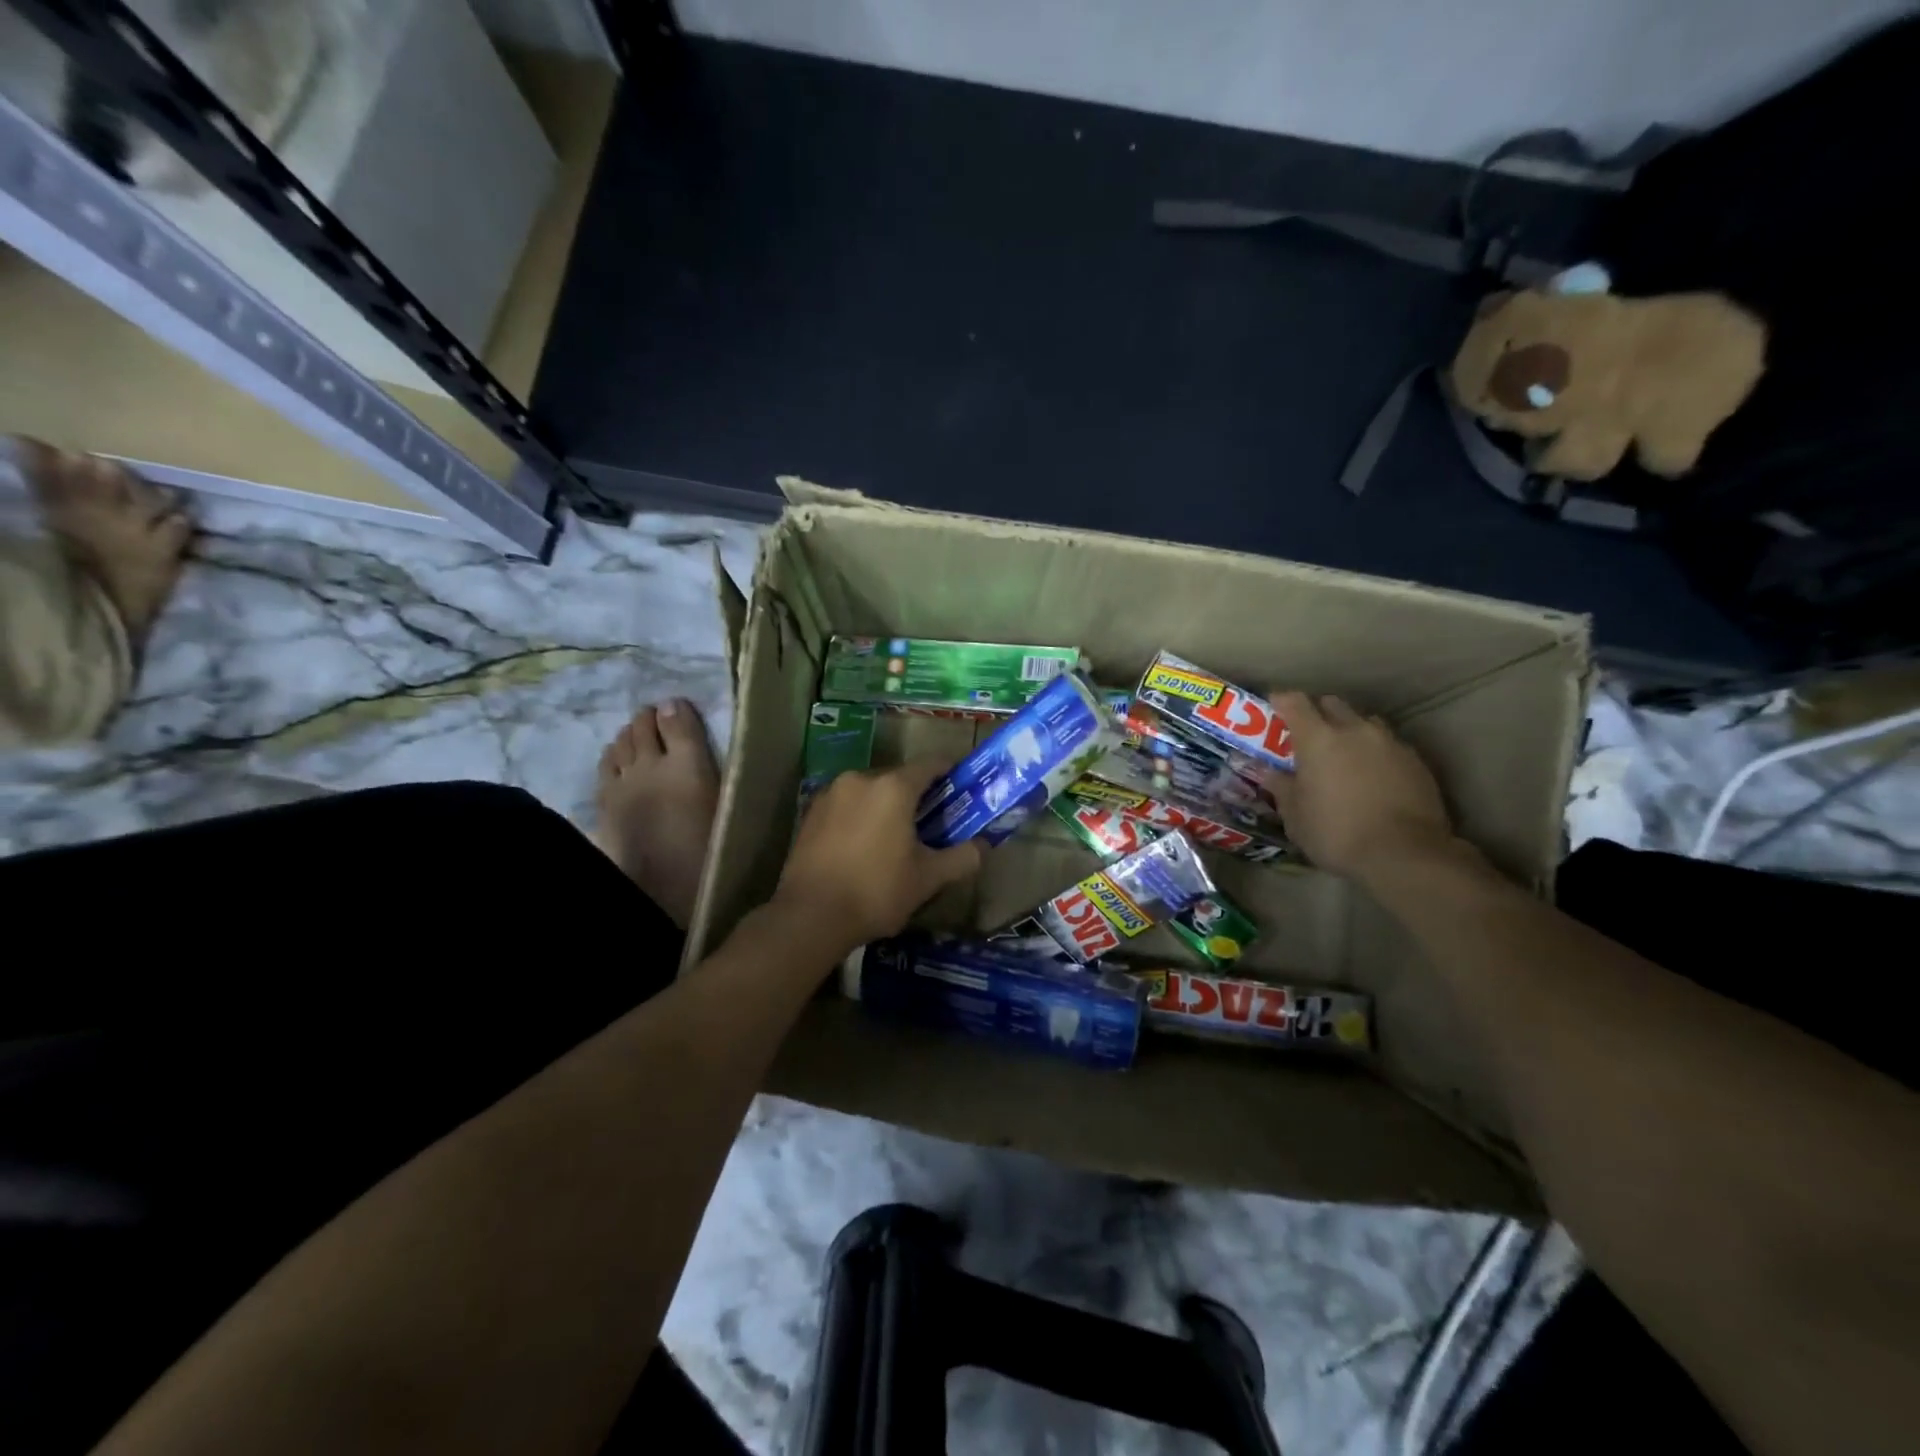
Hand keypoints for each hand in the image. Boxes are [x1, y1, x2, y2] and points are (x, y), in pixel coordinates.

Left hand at [774, 759, 983, 953]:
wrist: (809, 916)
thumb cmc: (876, 892)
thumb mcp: (928, 879)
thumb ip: (962, 858)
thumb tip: (983, 846)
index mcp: (893, 787)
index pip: (931, 765)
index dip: (950, 773)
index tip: (961, 787)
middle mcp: (860, 779)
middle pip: (898, 779)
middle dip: (916, 796)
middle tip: (930, 823)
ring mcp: (830, 794)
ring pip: (869, 792)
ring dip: (884, 807)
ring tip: (893, 839)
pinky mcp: (809, 813)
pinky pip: (845, 806)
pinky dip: (859, 818)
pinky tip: (861, 847)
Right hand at [1261, 691, 1455, 883]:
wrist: (1405, 854)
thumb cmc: (1336, 833)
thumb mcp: (1295, 815)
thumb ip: (1281, 786)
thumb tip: (1268, 771)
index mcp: (1318, 739)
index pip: (1295, 702)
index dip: (1281, 701)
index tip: (1273, 707)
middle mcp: (1355, 730)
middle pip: (1332, 704)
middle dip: (1317, 713)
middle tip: (1307, 736)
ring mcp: (1389, 743)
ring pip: (1364, 722)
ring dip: (1349, 731)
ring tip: (1344, 755)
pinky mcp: (1416, 760)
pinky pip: (1388, 745)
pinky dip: (1374, 752)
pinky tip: (1372, 776)